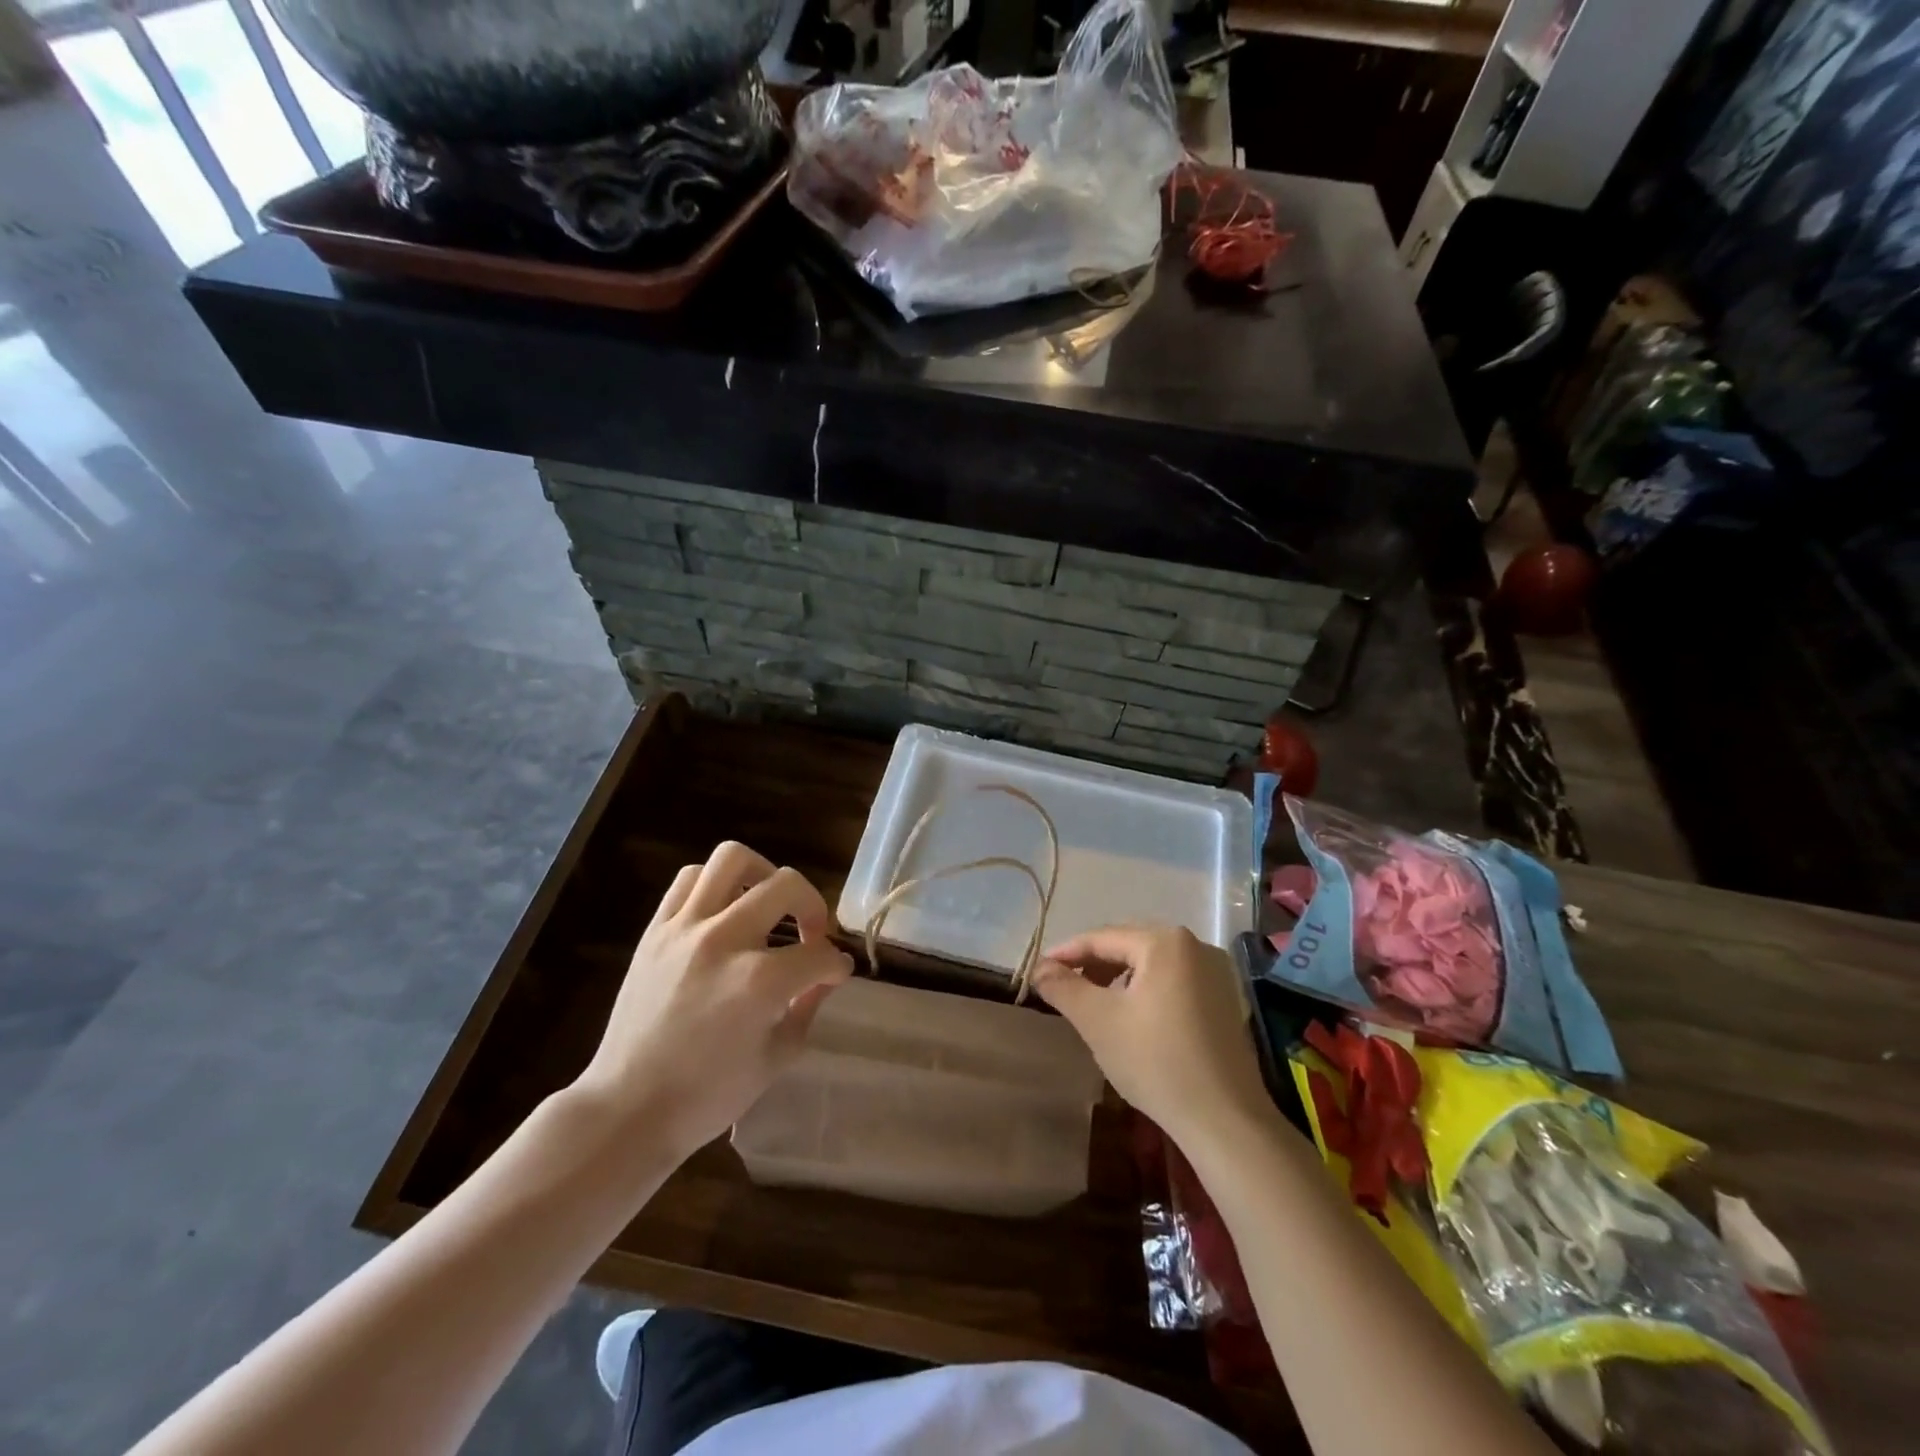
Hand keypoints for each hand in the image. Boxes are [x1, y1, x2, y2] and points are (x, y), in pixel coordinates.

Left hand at [571, 842, 851, 1162]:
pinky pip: (689, 880)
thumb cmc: (707, 1096)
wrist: (628, 1109)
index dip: (836, 964)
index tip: (835, 973)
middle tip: (811, 933)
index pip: (819, 955)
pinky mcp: (655, 930)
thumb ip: (808, 1008)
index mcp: (760, 982)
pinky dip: (714, 884)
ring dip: (762, 875)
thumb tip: (823, 977)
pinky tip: (724, 911)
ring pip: (732, 859)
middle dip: (813, 906)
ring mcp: (685, 929)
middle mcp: (725, 941)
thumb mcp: (776, 1058)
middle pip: (786, 886)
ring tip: (767, 902)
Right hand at [1033, 924, 1271, 1145]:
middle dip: (1093, 964)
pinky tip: (1133, 1016)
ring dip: (1119, 977)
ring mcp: (1216, 972)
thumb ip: (1063, 987)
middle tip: (1063, 986)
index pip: (1102, 938)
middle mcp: (1196, 945)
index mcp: (1165, 941)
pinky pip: (1174, 980)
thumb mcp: (1098, 1021)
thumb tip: (1039, 967)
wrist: (1227, 1121)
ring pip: (1152, 963)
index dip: (1066, 953)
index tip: (1039, 971)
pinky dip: (1147, 990)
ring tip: (1095, 1003)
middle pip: (1129, 945)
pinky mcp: (1226, 999)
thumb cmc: (1157, 1062)